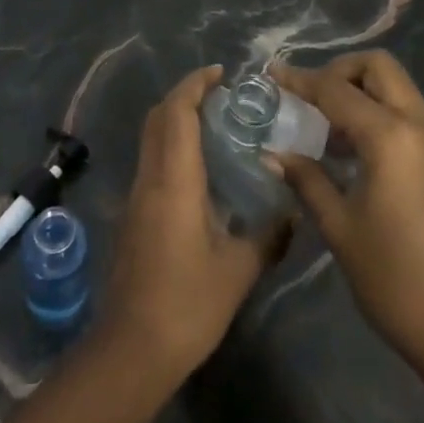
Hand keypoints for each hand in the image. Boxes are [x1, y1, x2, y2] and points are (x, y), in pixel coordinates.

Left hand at [97, 65, 273, 382]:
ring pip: (151, 138)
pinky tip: (199, 168)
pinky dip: (171, 145)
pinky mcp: (132, 215)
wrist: (131, 349)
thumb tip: (292, 212)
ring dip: (176, 119)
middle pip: (158, 117)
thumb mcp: (237, 271)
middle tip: (220, 94)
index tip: (220, 73)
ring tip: (215, 124)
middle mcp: (149, 178)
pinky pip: (151, 161)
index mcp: (174, 180)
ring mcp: (136, 196)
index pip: (177, 113)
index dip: (195, 85)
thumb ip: (267, 236)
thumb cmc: (187, 304)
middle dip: (185, 95)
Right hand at [268, 51, 423, 369]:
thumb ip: (307, 180)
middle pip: (378, 68)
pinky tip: (358, 153)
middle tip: (311, 97)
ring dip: (362, 92)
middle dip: (340, 71)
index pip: (336, 90)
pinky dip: (382, 114)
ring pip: (398, 89)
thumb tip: (273, 154)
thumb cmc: (396, 281)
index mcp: (391, 137)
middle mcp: (421, 125)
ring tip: (329, 129)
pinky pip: (411, 115)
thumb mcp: (341, 228)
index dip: (300, 80)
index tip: (272, 73)